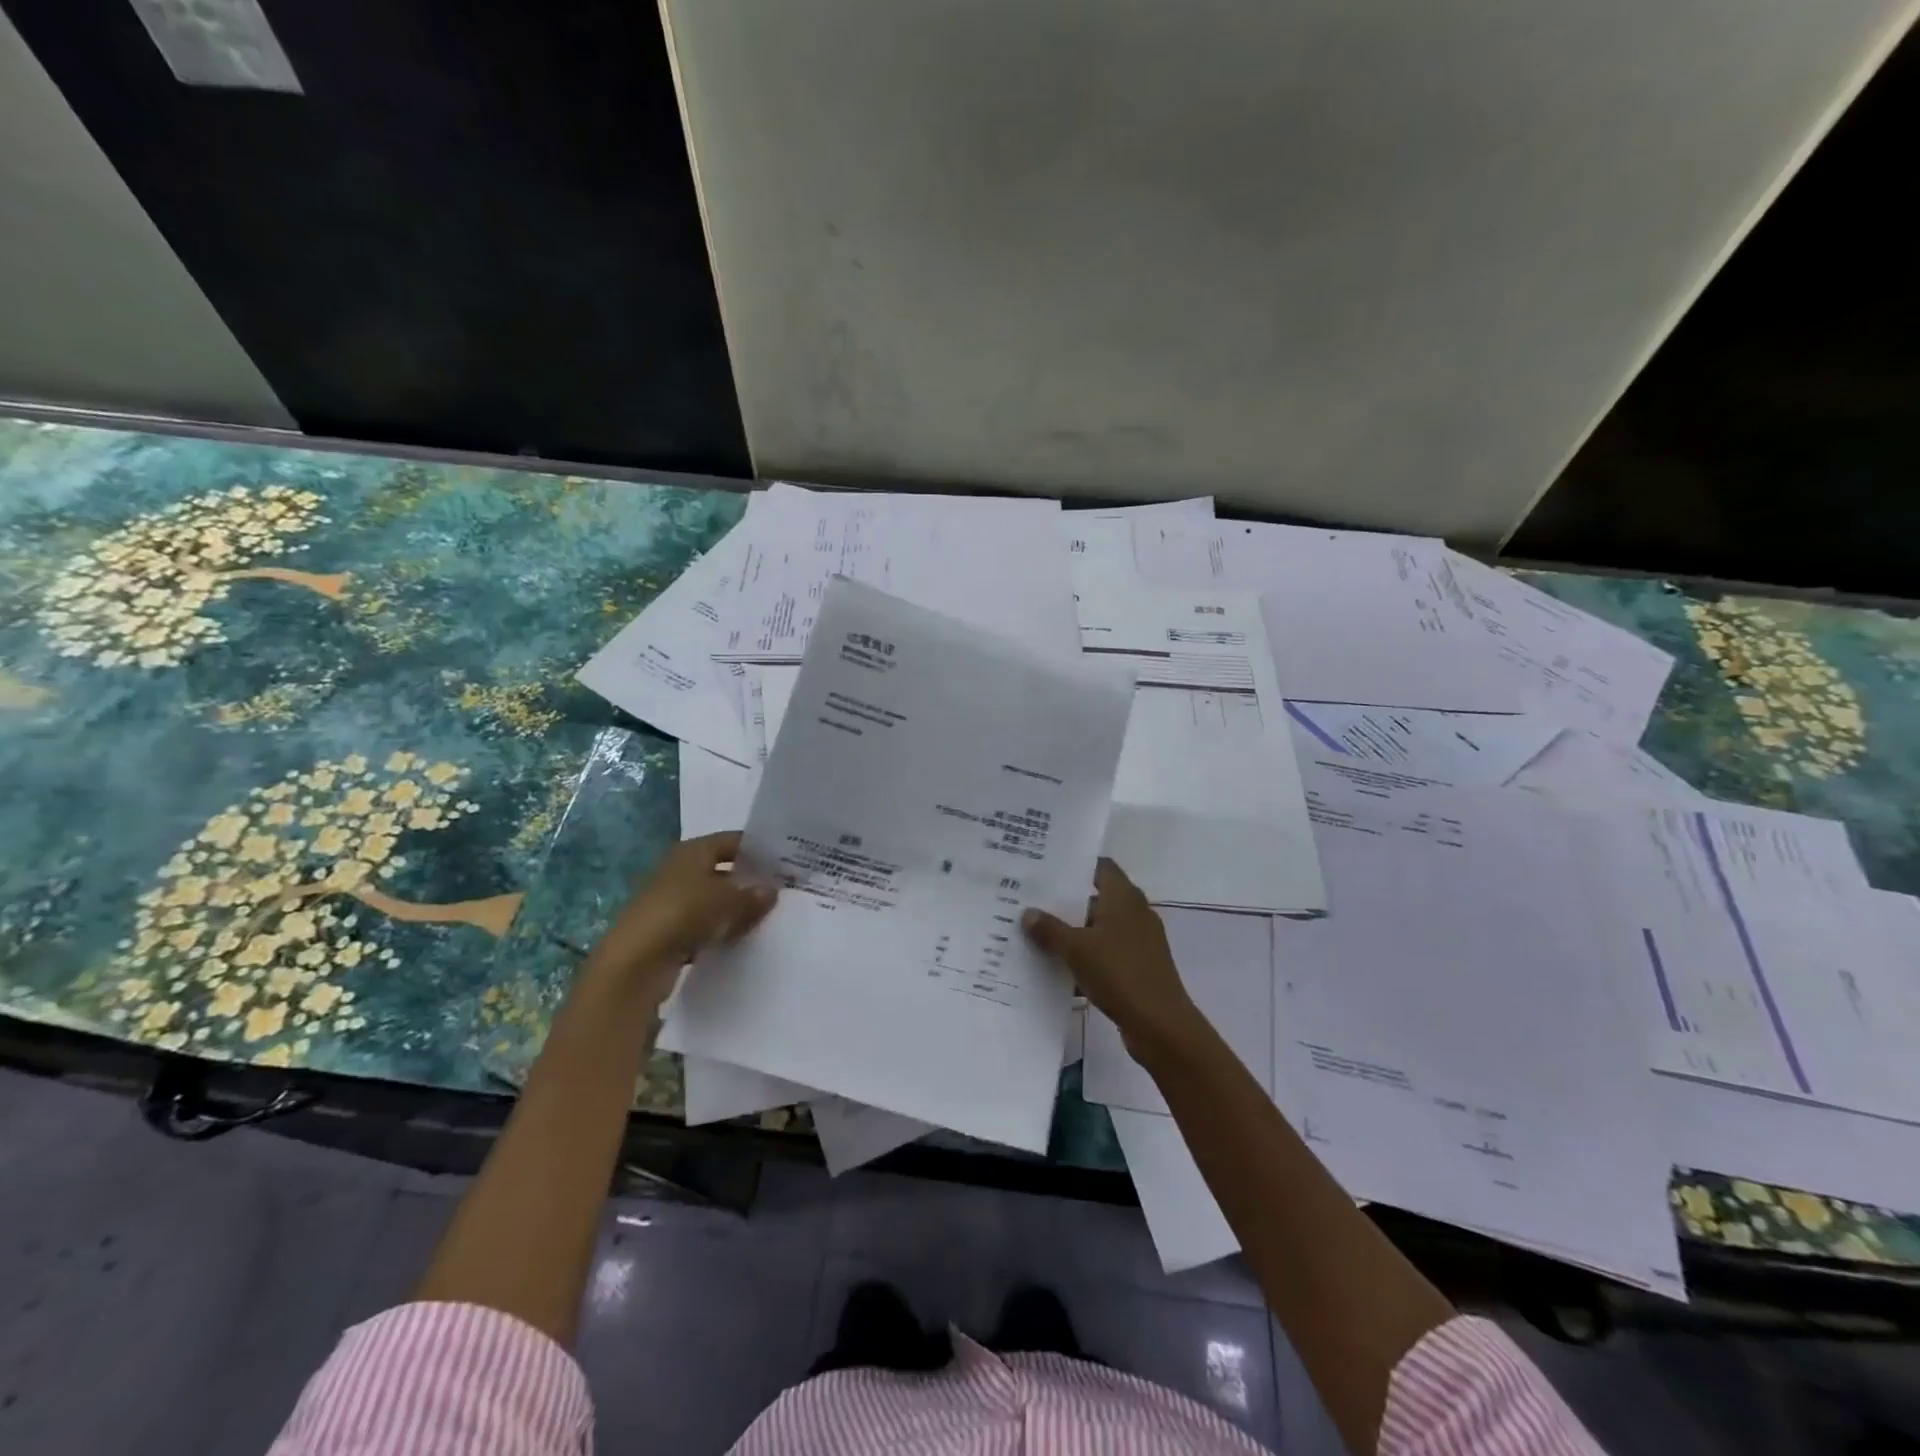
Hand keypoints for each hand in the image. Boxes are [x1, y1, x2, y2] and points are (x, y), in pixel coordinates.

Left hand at [584, 832, 776, 994]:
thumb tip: (771, 890)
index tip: (783, 862)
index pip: (731, 841)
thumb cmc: (684, 913)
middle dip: (747, 881)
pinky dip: (718, 931)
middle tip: (780, 893)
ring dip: (734, 909)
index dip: (756, 850)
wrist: (635, 962)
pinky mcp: (666, 931)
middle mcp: (679, 870)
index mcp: (692, 851)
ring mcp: (670, 901)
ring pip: (712, 900)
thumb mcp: (728, 901)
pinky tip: (738, 941)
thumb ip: (752, 895)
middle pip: (721, 870)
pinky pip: (701, 925)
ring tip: (765, 918)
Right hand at [1022, 859, 1206, 1063]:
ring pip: (1101, 927)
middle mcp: (1135, 912)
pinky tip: (1061, 967)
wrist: (1160, 1025)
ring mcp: (1140, 941)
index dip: (1076, 865)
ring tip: (1039, 934)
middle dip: (1067, 901)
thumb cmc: (1119, 973)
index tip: (1046, 869)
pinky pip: (1108, 952)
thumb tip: (1028, 912)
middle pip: (1098, 897)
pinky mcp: (1140, 966)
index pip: (1100, 867)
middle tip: (1033, 902)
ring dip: (1075, 931)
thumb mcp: (1076, 949)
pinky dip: (1088, 956)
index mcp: (1124, 897)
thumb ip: (1050, 929)